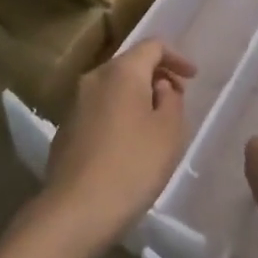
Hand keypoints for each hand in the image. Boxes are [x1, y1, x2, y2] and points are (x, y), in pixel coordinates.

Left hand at [42, 40, 195, 248]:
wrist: (75, 211)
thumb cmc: (132, 166)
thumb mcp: (169, 131)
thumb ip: (171, 99)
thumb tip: (158, 86)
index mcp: (122, 71)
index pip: (153, 46)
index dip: (176, 57)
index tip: (193, 78)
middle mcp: (94, 78)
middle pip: (130, 64)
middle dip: (156, 77)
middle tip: (176, 101)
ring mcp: (75, 103)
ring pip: (113, 88)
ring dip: (136, 97)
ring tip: (154, 125)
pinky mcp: (65, 129)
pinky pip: (98, 109)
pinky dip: (118, 115)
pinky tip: (127, 145)